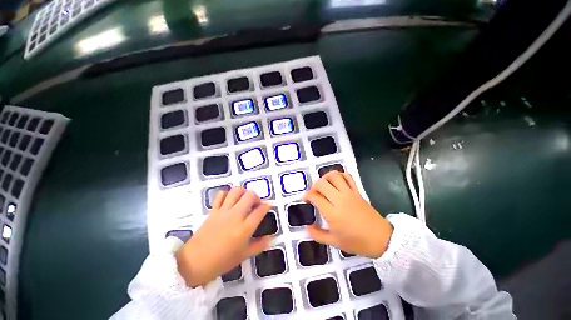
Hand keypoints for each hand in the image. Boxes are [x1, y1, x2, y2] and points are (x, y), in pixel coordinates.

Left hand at [176, 187, 271, 287]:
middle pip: (250, 195)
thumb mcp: (244, 255)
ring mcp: (223, 211)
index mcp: (245, 228)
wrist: (194, 263)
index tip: (267, 207)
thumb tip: (270, 238)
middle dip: (256, 197)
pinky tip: (229, 200)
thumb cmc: (222, 261)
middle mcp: (236, 216)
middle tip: (255, 204)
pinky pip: (221, 195)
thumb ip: (259, 245)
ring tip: (243, 199)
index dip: (267, 206)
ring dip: (243, 192)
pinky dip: (227, 194)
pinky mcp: (213, 210)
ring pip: (236, 191)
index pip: (260, 210)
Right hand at [302, 171, 392, 258]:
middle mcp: (339, 199)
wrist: (381, 239)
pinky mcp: (357, 191)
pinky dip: (340, 175)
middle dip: (314, 186)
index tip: (305, 199)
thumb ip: (317, 235)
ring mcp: (349, 193)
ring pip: (334, 176)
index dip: (307, 196)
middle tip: (314, 193)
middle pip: (322, 183)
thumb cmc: (357, 242)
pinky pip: (348, 177)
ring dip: (325, 177)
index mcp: (332, 213)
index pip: (315, 197)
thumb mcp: (334, 242)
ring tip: (323, 184)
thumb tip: (307, 228)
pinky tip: (336, 181)